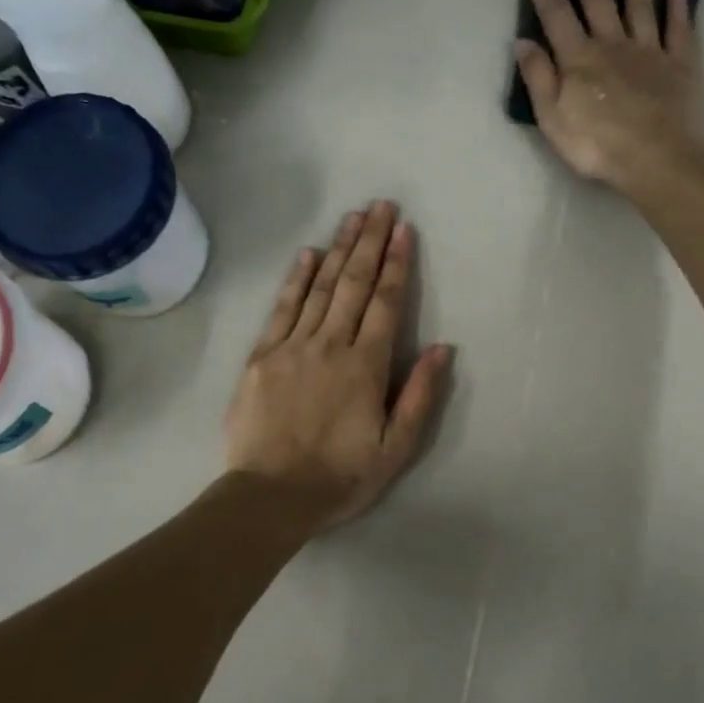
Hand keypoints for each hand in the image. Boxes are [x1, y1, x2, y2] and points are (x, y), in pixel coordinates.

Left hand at [226, 202, 453, 526]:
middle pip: (354, 283)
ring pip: (320, 287)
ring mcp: (292, 346)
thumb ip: (419, 396)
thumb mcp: (394, 449)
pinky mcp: (261, 356)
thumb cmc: (339, 476)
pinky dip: (296, 279)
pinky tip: (308, 254)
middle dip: (371, 242)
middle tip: (381, 206)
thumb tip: (442, 349)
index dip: (398, 264)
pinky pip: (282, 308)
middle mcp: (330, 344)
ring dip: (339, 249)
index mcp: (365, 366)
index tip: (404, 230)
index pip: (386, 302)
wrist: (269, 496)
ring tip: (353, 217)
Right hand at [514, 0, 703, 192]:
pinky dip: (679, 6)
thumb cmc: (598, 146)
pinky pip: (680, 28)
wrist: (659, 160)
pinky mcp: (681, 64)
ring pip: (641, 5)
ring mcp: (651, 52)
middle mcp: (613, 45)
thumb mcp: (553, 119)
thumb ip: (538, 79)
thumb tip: (523, 41)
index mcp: (579, 60)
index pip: (556, 15)